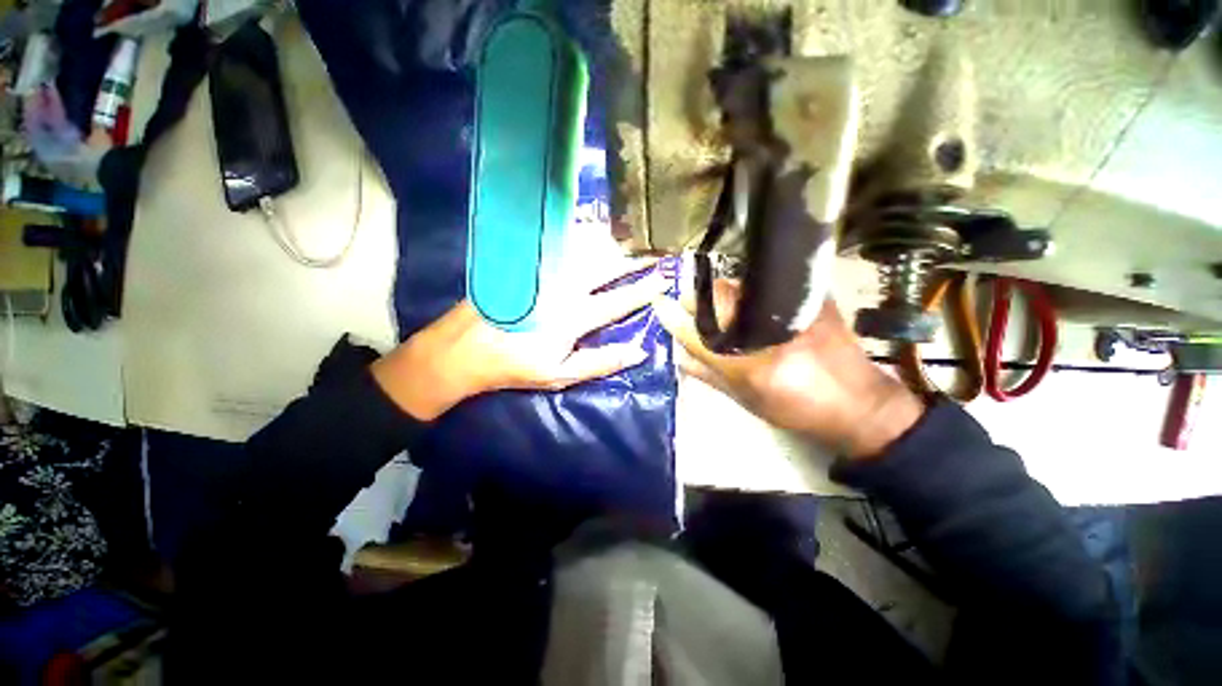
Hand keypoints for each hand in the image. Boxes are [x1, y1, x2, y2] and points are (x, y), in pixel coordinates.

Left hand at [372, 261, 668, 420]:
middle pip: (607, 265)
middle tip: (654, 248)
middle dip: (634, 257)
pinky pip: (560, 241)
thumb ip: (603, 362)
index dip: (645, 289)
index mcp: (575, 316)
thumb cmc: (517, 365)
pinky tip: (591, 229)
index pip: (620, 299)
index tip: (664, 277)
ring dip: (611, 241)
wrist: (464, 347)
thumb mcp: (562, 375)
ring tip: (630, 236)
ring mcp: (544, 271)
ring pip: (585, 247)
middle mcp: (564, 286)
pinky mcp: (527, 263)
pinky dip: (581, 233)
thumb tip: (640, 351)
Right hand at [653, 279, 925, 458]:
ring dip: (720, 292)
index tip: (661, 306)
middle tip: (689, 303)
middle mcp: (771, 330)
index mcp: (752, 364)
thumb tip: (677, 354)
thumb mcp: (746, 400)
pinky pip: (766, 285)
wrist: (859, 403)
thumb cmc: (797, 409)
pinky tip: (747, 301)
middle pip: (719, 297)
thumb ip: (707, 375)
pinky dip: (747, 290)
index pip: (699, 333)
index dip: (675, 317)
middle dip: (697, 297)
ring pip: (741, 287)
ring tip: (715, 304)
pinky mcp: (814, 298)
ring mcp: (795, 308)